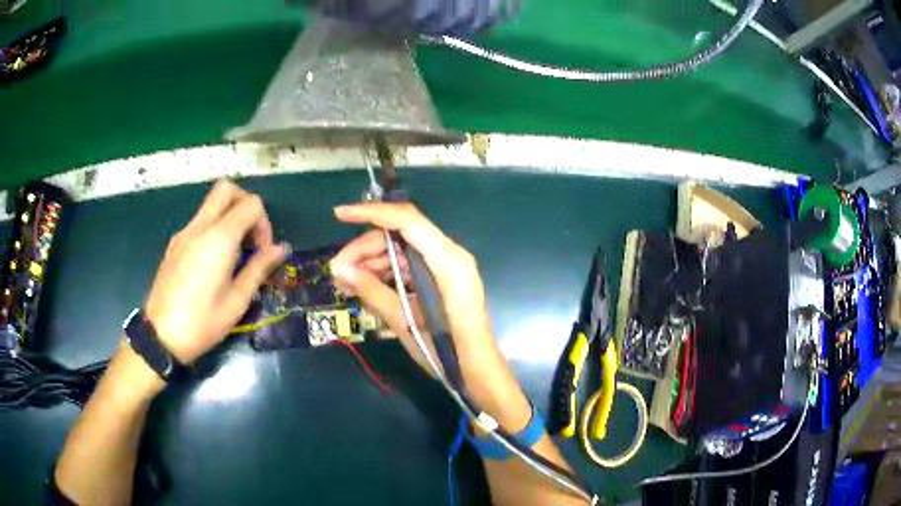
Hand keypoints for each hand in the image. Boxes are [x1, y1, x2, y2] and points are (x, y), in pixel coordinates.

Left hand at [144, 180, 287, 363]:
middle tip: (250, 236)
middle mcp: (200, 226)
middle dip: (245, 204)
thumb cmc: (203, 322)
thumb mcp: (237, 300)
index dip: (264, 224)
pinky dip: (214, 228)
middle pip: (227, 189)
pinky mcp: (175, 243)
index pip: (251, 204)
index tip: (262, 252)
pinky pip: (199, 221)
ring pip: (211, 203)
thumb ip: (259, 268)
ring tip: (234, 253)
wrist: (161, 335)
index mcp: (219, 238)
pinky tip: (214, 262)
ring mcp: (184, 232)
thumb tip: (281, 249)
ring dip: (229, 216)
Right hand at [330, 202, 531, 428]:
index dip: (370, 213)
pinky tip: (366, 286)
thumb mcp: (405, 321)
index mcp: (447, 260)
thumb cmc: (446, 349)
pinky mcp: (443, 278)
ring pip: (402, 250)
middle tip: (338, 270)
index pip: (406, 220)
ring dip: (373, 262)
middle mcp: (449, 254)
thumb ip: (373, 291)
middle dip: (365, 248)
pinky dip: (387, 273)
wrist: (477, 371)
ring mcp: (447, 266)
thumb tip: (340, 269)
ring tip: (346, 282)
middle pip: (400, 235)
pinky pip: (410, 266)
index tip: (338, 215)